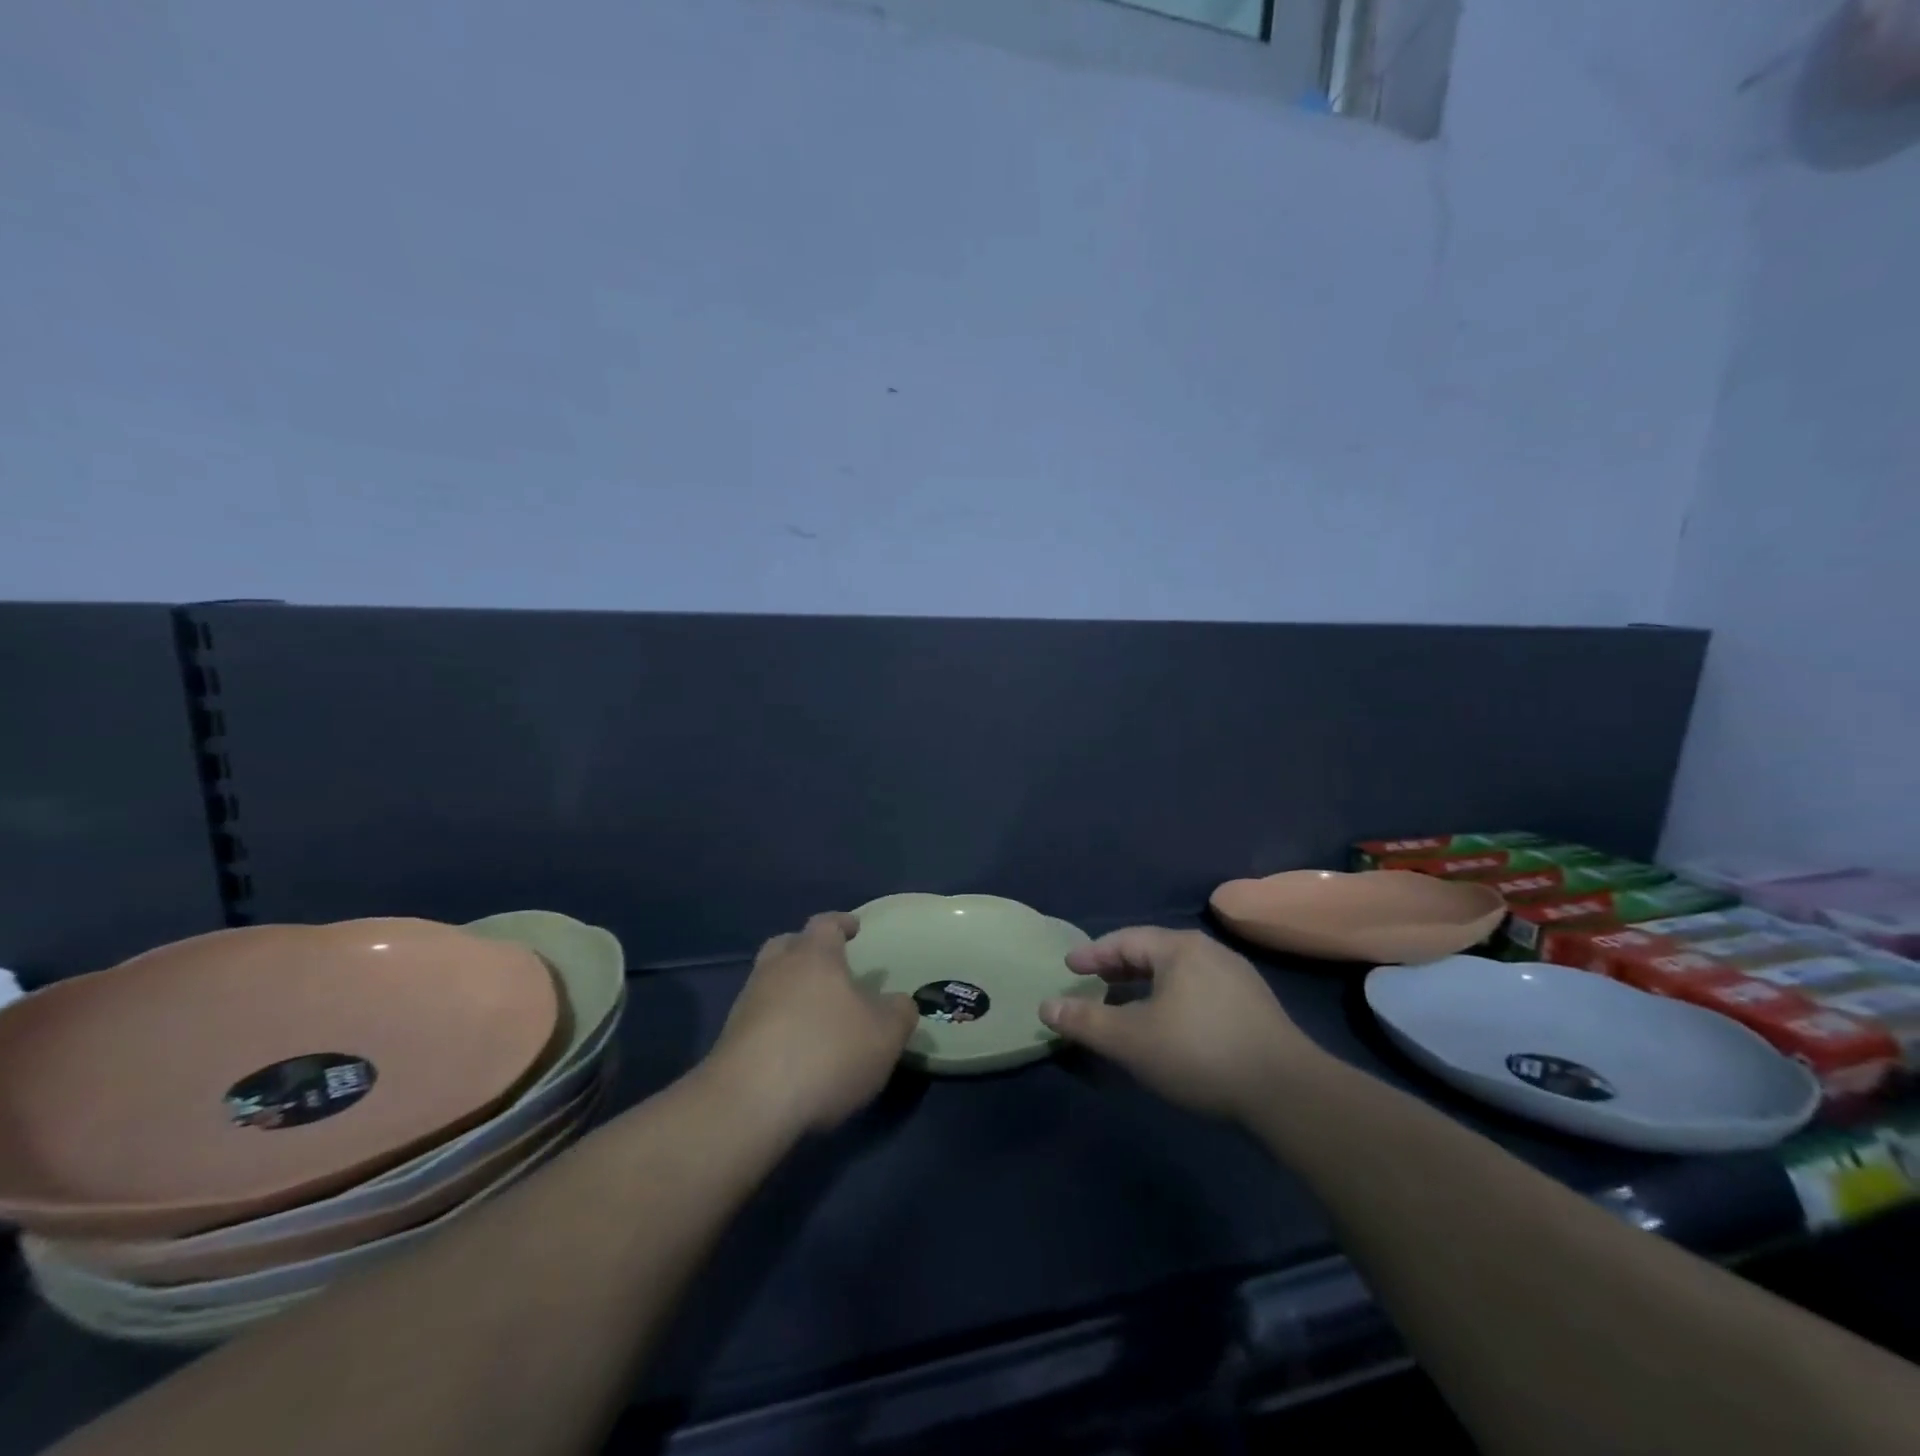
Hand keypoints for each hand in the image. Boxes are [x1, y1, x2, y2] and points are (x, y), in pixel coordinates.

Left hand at [704, 912, 917, 1134]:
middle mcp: (775, 969)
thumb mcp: (884, 1035)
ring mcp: (747, 1004)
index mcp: (814, 955)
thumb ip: (899, 1012)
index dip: (842, 923)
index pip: (826, 923)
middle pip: (787, 945)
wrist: (748, 1104)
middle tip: (828, 966)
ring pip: (769, 981)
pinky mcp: (729, 1041)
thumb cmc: (826, 1052)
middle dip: (806, 950)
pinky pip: (758, 1018)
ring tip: (814, 1013)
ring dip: (789, 990)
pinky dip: (776, 1024)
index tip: (854, 928)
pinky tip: (793, 1048)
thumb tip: (899, 1003)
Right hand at [1039, 927, 1324, 1121]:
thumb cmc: (1199, 1053)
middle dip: (1119, 967)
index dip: (1093, 953)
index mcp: (1179, 948)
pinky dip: (1172, 997)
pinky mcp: (1255, 1006)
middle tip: (1093, 981)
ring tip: (1126, 1002)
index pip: (1125, 940)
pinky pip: (1199, 990)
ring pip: (1178, 972)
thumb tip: (1046, 1005)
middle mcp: (1209, 952)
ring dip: (1146, 984)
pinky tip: (1169, 1023)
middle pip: (1153, 951)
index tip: (1069, 966)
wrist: (1288, 1092)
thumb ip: (1086, 1020)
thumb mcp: (1131, 1040)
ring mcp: (1238, 977)